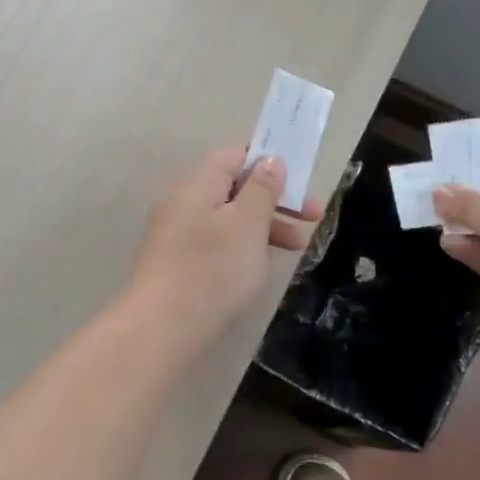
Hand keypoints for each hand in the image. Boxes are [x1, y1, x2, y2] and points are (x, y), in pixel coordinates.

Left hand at [128, 145, 324, 349]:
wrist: (164, 325)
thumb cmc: (213, 267)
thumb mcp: (248, 222)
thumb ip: (262, 188)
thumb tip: (269, 160)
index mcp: (198, 181)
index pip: (235, 154)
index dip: (269, 160)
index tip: (300, 180)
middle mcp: (183, 199)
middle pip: (234, 187)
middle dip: (276, 199)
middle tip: (314, 217)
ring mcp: (177, 231)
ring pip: (228, 217)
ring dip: (264, 225)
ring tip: (298, 247)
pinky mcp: (177, 260)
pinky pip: (216, 240)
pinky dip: (243, 245)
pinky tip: (261, 264)